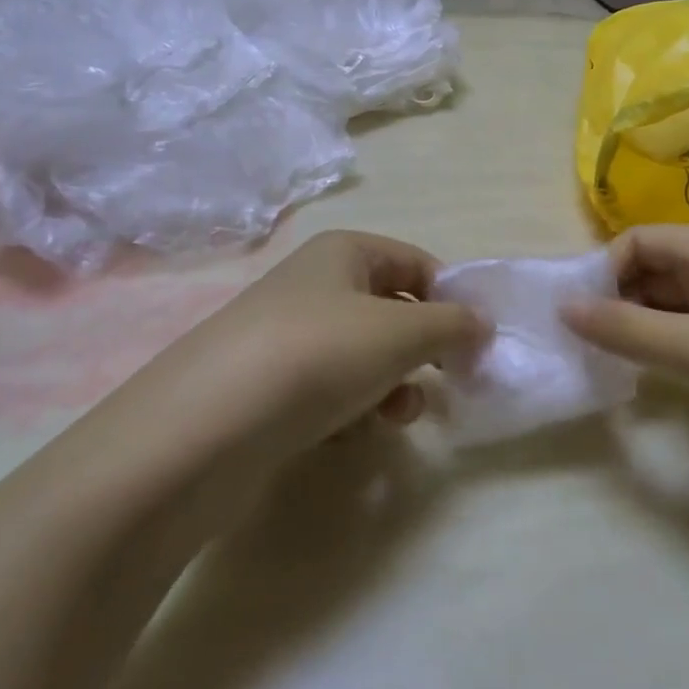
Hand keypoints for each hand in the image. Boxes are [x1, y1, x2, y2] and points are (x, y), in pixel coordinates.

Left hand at [144, 230, 488, 456]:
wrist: (204, 429)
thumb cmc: (318, 355)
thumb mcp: (401, 332)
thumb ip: (452, 325)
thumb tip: (483, 324)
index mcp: (344, 252)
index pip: (417, 263)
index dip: (450, 300)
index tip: (473, 344)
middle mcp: (314, 285)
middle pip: (390, 310)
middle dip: (420, 349)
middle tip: (441, 383)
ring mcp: (286, 336)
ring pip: (362, 355)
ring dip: (390, 385)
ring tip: (396, 416)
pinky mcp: (267, 386)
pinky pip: (327, 389)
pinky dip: (350, 409)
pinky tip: (349, 436)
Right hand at [560, 224, 688, 454]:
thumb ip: (626, 329)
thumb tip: (563, 308)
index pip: (638, 240)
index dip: (603, 271)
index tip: (581, 317)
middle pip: (655, 268)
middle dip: (618, 300)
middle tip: (589, 346)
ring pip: (677, 303)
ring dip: (643, 326)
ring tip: (614, 365)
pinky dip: (672, 347)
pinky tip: (660, 378)